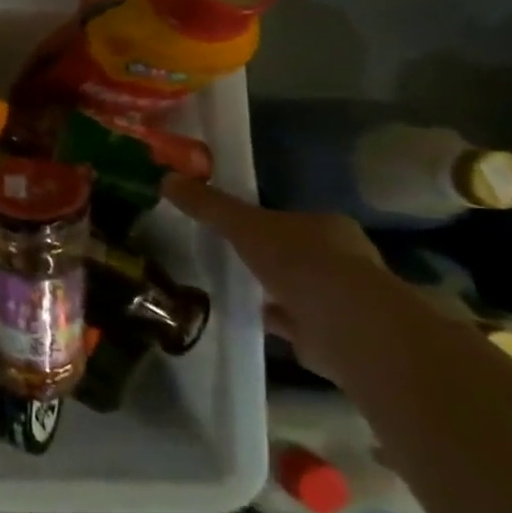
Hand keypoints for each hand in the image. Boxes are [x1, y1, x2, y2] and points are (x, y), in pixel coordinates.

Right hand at [161, 174, 402, 387]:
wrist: (345, 325)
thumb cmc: (299, 262)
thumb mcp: (243, 225)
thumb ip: (208, 205)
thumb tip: (166, 179)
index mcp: (328, 227)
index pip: (293, 219)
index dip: (265, 221)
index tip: (235, 227)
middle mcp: (343, 259)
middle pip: (296, 252)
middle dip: (268, 256)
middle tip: (230, 256)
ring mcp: (341, 298)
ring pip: (298, 287)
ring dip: (272, 288)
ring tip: (233, 286)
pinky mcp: (332, 333)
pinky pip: (294, 320)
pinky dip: (273, 317)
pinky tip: (247, 314)